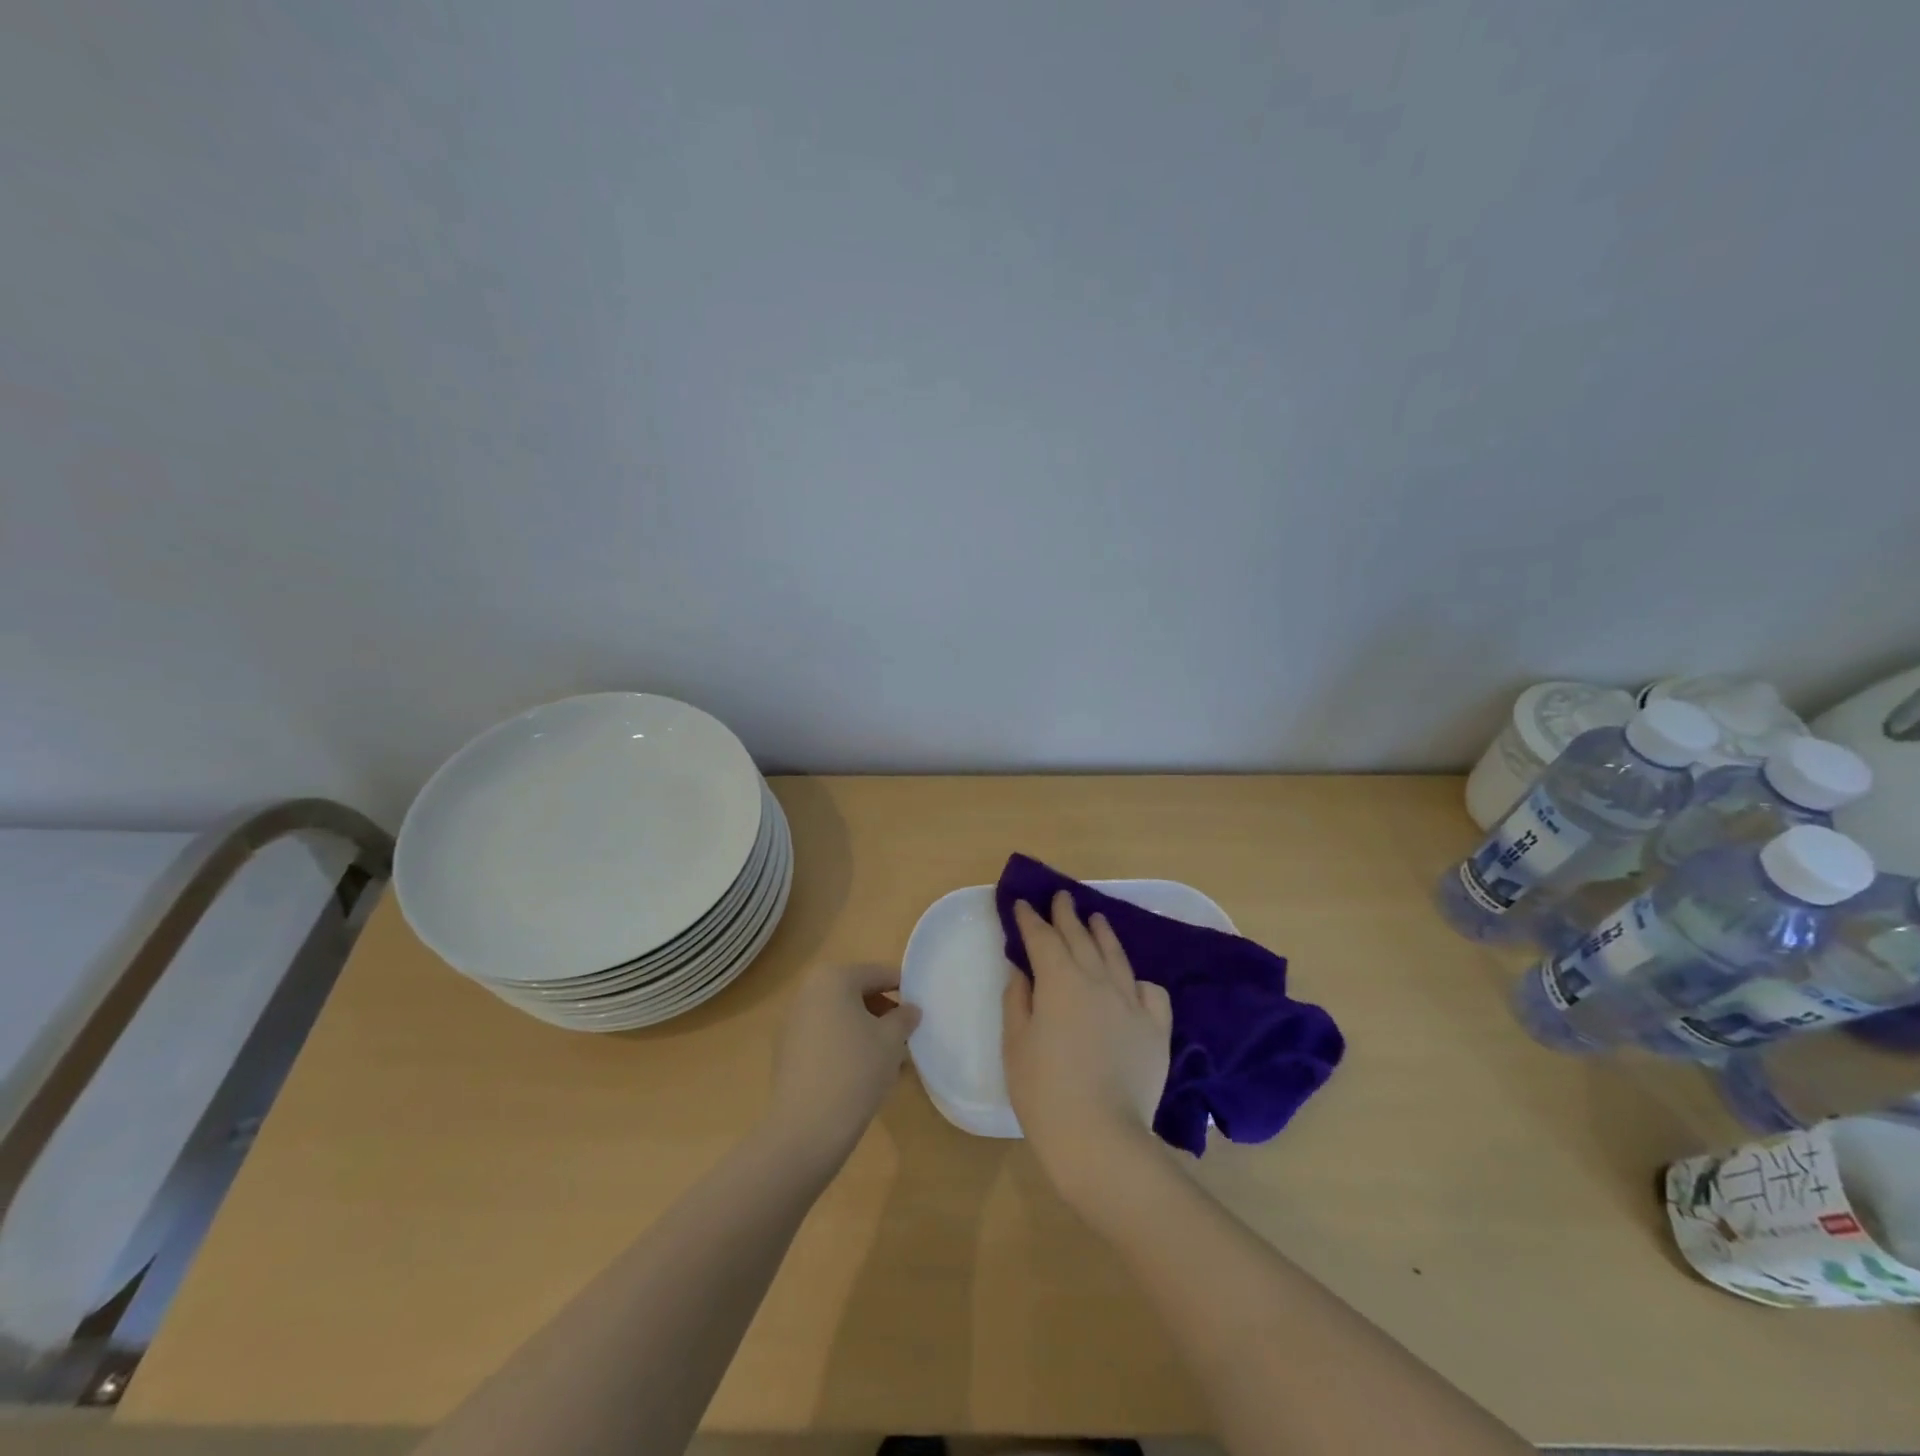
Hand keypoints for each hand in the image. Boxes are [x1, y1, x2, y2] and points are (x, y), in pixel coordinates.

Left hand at [765, 962, 920, 1164]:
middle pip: (856, 993)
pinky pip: (825, 1038)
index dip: (904, 989)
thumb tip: (910, 1010)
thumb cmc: (855, 1070)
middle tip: (906, 1037)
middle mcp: (808, 992)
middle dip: (884, 1013)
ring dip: (866, 1031)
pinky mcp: (787, 1052)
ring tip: (889, 1060)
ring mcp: (793, 1022)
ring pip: (841, 1017)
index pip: (878, 974)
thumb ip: (904, 1018)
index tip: (921, 1010)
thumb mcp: (891, 1040)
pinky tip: (863, 1074)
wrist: (805, 1129)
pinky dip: (846, 1046)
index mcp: (833, 978)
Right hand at [1002, 891, 1173, 1203]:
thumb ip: (1018, 1000)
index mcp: (1059, 981)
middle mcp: (1097, 981)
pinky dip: (1139, 981)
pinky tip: (1134, 981)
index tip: (1022, 903)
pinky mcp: (1155, 1029)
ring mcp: (1131, 1003)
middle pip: (1081, 938)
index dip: (1030, 919)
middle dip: (1067, 915)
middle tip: (1061, 896)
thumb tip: (1023, 971)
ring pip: (1116, 957)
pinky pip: (1150, 992)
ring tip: (1097, 918)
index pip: (1042, 938)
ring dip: (1103, 934)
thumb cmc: (1044, 1092)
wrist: (1101, 1137)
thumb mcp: (1016, 1044)